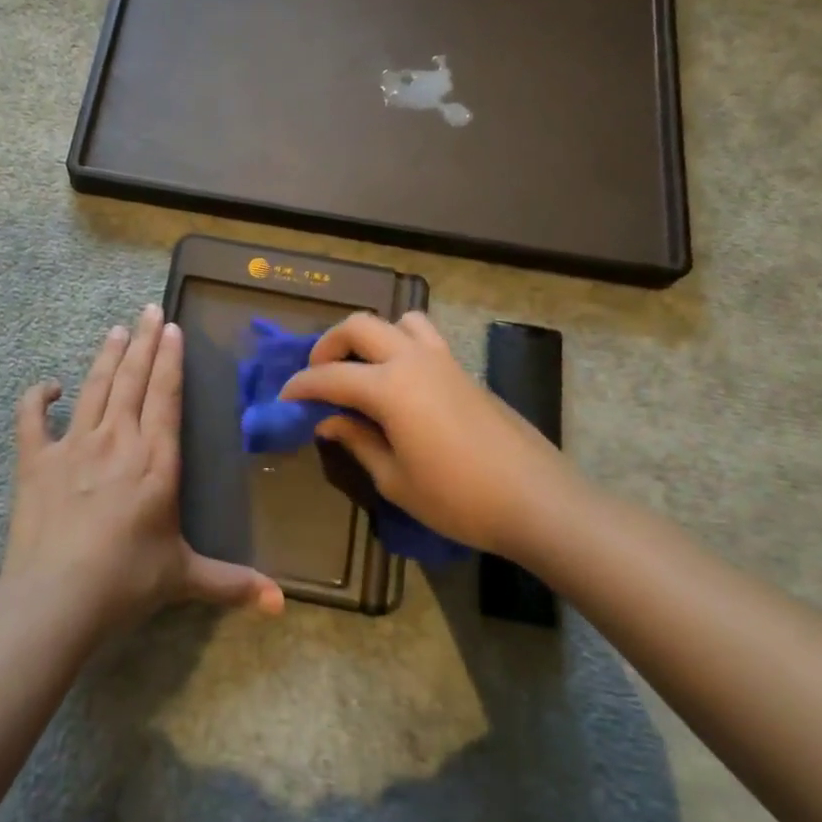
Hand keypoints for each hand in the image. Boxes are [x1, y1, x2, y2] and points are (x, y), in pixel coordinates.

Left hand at [5, 305, 285, 626]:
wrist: (56, 597)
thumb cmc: (127, 581)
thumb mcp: (185, 578)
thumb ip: (233, 583)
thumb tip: (282, 604)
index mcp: (156, 460)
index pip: (165, 395)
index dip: (169, 359)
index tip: (171, 327)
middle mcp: (118, 440)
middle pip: (133, 379)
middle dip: (143, 341)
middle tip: (149, 309)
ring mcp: (74, 445)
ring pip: (94, 387)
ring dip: (106, 356)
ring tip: (115, 329)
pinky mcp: (36, 460)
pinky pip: (32, 418)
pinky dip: (37, 398)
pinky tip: (48, 387)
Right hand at [281, 312, 588, 562]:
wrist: (537, 500)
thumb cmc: (459, 498)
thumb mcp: (395, 479)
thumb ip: (357, 442)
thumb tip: (328, 421)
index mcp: (390, 388)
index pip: (330, 376)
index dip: (301, 385)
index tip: (284, 398)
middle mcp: (413, 361)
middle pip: (360, 326)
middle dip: (329, 344)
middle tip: (319, 375)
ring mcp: (444, 361)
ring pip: (398, 321)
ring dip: (372, 336)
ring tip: (363, 368)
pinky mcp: (465, 371)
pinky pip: (425, 338)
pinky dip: (401, 345)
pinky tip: (401, 384)